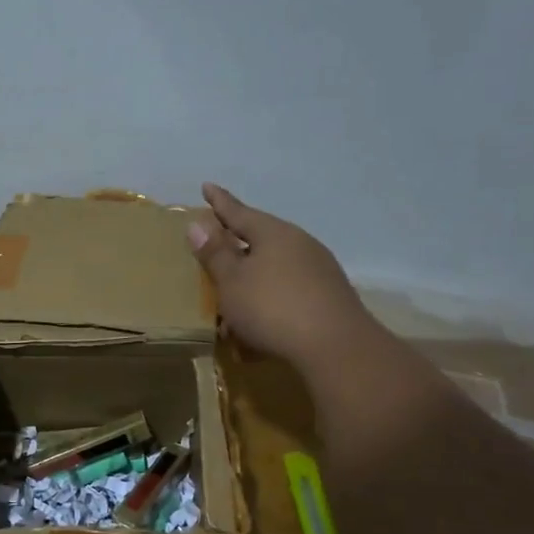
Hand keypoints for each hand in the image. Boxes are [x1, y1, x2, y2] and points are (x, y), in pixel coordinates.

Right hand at [188, 183, 378, 370]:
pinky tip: (260, 317)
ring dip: (253, 275)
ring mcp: (318, 269)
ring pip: (276, 264)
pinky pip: (288, 288)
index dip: (220, 202)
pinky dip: (269, 296)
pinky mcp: (328, 296)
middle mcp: (299, 243)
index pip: (239, 212)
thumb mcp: (232, 282)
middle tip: (218, 239)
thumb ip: (215, 254)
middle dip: (238, 240)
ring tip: (235, 289)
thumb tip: (197, 224)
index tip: (207, 186)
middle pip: (261, 236)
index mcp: (273, 233)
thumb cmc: (272, 308)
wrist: (336, 348)